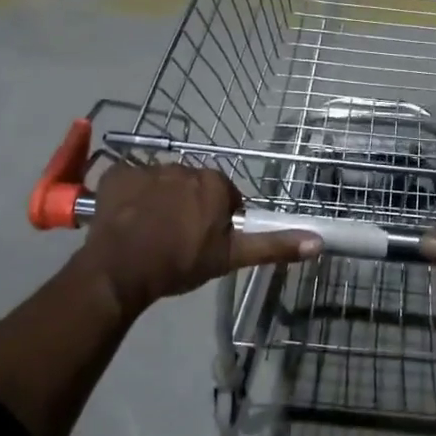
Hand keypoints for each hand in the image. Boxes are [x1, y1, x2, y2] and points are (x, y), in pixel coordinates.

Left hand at [76, 164, 318, 317]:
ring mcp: (147, 168)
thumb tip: (318, 241)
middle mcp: (184, 166)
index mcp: (213, 182)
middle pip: (193, 186)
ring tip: (151, 233)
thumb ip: (273, 245)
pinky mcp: (117, 174)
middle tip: (180, 239)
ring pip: (162, 183)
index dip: (219, 219)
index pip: (225, 195)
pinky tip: (128, 221)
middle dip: (190, 206)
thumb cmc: (180, 262)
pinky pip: (130, 181)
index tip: (207, 241)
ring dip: (161, 201)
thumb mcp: (230, 257)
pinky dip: (131, 197)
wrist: (120, 269)